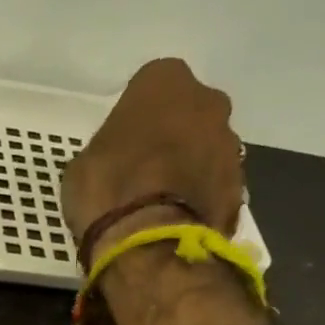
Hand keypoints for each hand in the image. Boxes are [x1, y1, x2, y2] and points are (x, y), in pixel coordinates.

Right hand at [61, 59, 244, 259]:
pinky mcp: (239, 188)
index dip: (139, 118)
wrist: (147, 242)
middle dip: (174, 137)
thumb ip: (111, 149)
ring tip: (162, 204)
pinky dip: (200, 201)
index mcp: (165, 81)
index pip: (152, 87)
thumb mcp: (85, 163)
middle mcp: (207, 102)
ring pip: (207, 151)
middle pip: (190, 115)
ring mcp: (229, 146)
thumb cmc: (106, 190)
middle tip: (147, 171)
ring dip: (191, 169)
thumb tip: (120, 162)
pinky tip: (176, 223)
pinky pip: (215, 188)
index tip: (126, 144)